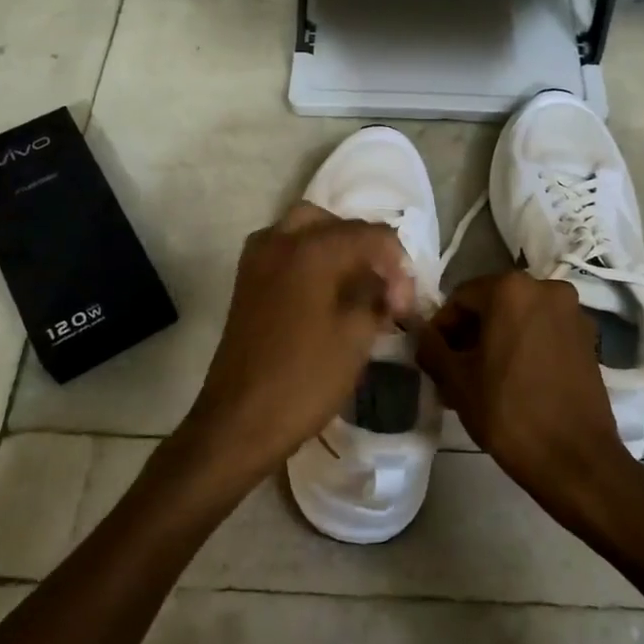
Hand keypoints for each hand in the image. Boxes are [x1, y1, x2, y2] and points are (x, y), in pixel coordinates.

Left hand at [183, 204, 413, 489]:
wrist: (240, 420)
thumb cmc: (305, 379)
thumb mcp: (356, 336)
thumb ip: (376, 295)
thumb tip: (385, 283)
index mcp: (312, 249)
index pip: (371, 234)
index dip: (397, 265)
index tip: (403, 305)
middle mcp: (280, 240)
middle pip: (334, 223)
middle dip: (364, 248)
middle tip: (382, 286)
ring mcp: (257, 259)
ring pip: (305, 230)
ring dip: (335, 249)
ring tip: (356, 288)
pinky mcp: (247, 280)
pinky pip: (285, 250)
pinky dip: (310, 259)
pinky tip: (326, 293)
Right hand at [415, 273, 632, 501]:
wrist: (576, 460)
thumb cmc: (508, 412)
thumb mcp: (456, 380)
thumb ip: (431, 346)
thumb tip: (420, 332)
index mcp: (511, 289)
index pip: (460, 298)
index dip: (441, 327)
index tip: (433, 358)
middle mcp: (546, 288)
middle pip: (492, 304)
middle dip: (469, 334)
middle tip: (453, 371)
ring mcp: (573, 313)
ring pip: (519, 318)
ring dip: (496, 341)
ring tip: (481, 380)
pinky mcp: (589, 339)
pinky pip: (543, 332)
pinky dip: (523, 347)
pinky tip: (512, 381)